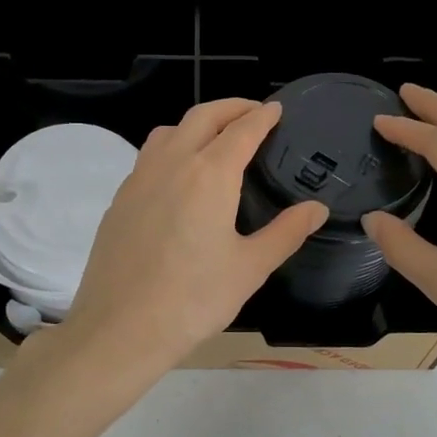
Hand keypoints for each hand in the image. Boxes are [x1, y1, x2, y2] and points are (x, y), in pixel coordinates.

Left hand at [60, 99, 327, 378]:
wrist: (120, 329)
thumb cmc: (193, 300)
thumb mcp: (250, 268)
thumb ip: (286, 232)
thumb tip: (316, 208)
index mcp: (209, 175)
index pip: (241, 130)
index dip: (262, 117)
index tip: (276, 109)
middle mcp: (171, 164)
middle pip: (202, 117)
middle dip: (231, 108)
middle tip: (253, 113)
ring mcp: (139, 179)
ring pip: (169, 132)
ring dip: (196, 124)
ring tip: (215, 138)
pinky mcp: (119, 200)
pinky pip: (148, 157)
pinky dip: (171, 148)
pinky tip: (179, 176)